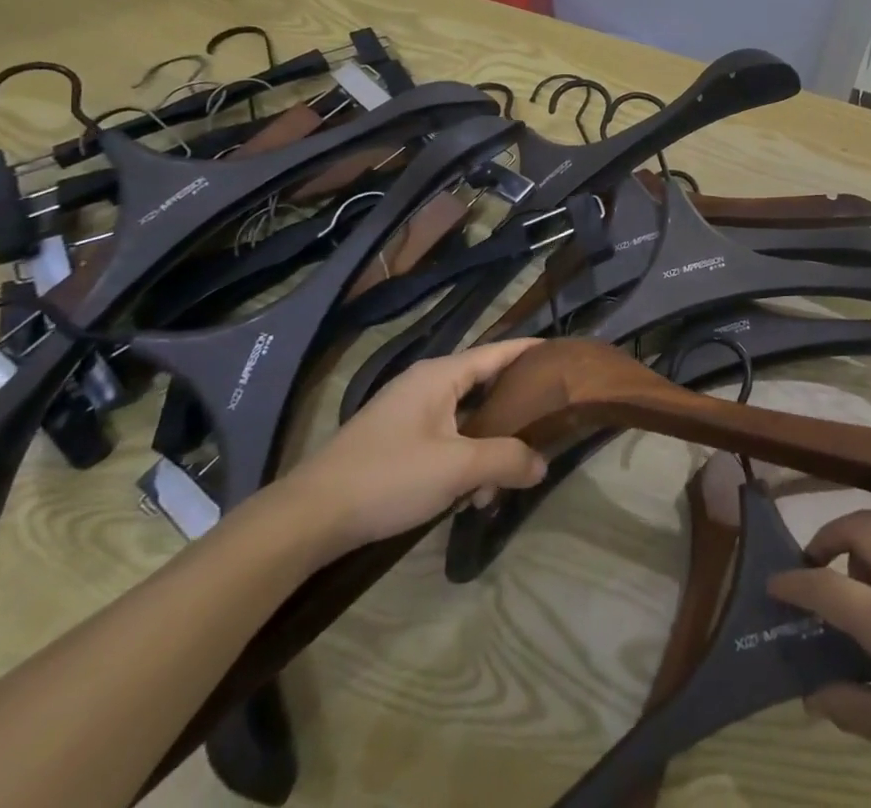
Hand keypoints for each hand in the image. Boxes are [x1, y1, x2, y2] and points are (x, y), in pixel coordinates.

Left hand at [278, 340, 547, 561]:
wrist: (306, 519)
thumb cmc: (388, 477)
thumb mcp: (457, 468)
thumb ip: (507, 460)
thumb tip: (542, 465)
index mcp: (441, 375)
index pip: (500, 351)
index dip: (533, 351)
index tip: (565, 356)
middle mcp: (425, 384)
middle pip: (484, 388)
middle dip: (513, 416)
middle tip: (543, 432)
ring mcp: (406, 413)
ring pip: (464, 420)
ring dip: (485, 450)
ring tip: (493, 489)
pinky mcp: (393, 442)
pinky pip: (443, 439)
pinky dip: (461, 461)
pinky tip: (464, 497)